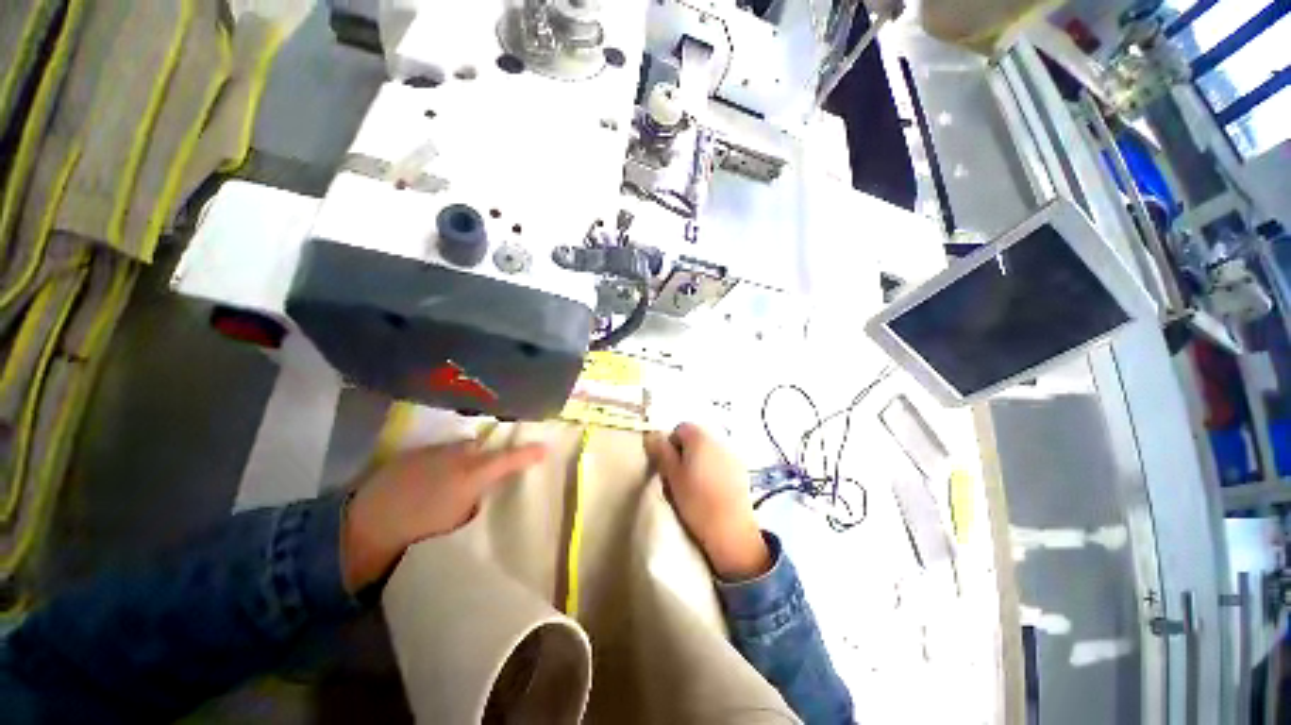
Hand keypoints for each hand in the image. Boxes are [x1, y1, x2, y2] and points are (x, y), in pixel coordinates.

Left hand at [342, 439, 545, 592]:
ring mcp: (431, 452)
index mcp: (472, 474)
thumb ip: (478, 502)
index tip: (544, 450)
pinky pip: (436, 452)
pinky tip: (431, 478)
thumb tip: (484, 493)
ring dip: (463, 457)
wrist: (362, 530)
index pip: (508, 459)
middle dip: (487, 455)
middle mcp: (455, 456)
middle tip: (488, 471)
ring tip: (457, 476)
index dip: (528, 454)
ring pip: (458, 448)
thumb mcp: (458, 525)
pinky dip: (441, 461)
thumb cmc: (418, 534)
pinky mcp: (409, 455)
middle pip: (481, 447)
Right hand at [645, 424, 770, 581]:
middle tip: (678, 477)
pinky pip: (720, 462)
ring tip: (694, 486)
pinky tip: (710, 491)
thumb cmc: (696, 500)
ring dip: (698, 461)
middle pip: (695, 438)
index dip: (670, 445)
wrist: (731, 529)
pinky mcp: (741, 470)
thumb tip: (652, 435)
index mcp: (699, 437)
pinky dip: (712, 470)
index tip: (667, 466)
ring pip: (707, 451)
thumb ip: (661, 452)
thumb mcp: (671, 476)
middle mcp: (718, 439)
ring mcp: (732, 454)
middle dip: (684, 453)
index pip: (680, 429)